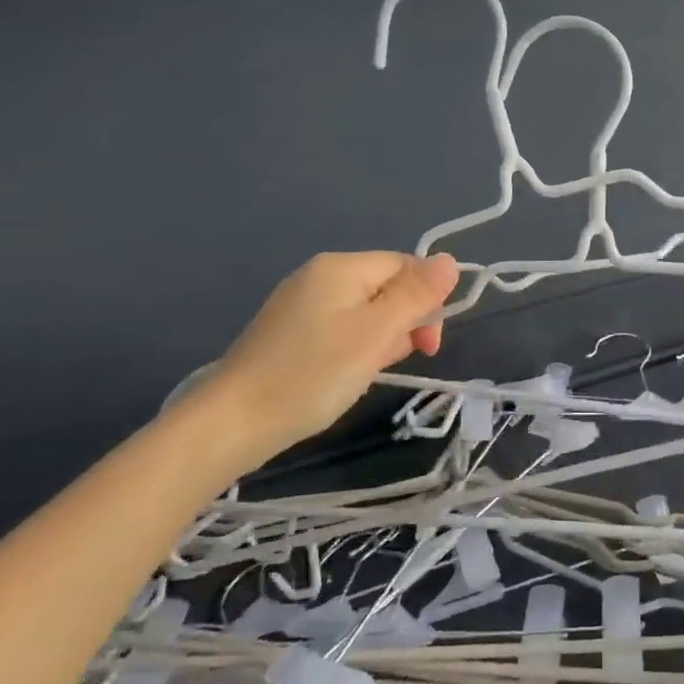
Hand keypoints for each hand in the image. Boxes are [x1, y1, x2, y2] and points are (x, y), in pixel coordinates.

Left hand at [180, 251, 459, 468]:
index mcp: (341, 267)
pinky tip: (343, 376)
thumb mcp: (376, 334)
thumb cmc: (313, 375)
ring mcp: (300, 303)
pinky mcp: (289, 331)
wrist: (233, 422)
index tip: (426, 347)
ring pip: (365, 312)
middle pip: (386, 287)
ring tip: (362, 373)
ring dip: (378, 340)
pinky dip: (353, 350)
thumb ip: (416, 295)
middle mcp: (319, 275)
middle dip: (401, 324)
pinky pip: (340, 328)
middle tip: (388, 362)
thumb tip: (451, 260)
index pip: (406, 266)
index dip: (426, 302)